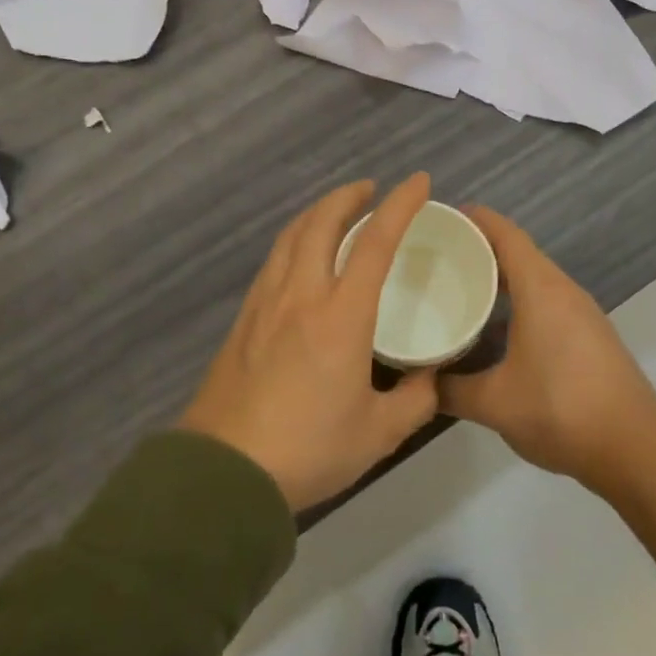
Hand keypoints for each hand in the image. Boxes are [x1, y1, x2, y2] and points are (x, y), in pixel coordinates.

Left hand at [178, 174, 439, 512]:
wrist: (223, 473)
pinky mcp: (242, 321)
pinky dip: (293, 241)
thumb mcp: (379, 433)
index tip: (417, 182)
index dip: (400, 205)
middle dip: (347, 196)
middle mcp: (301, 296)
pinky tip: (298, 257)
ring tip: (334, 212)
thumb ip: (415, 400)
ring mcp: (265, 305)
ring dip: (316, 213)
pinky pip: (272, 262)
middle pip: (321, 223)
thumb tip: (431, 377)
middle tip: (369, 190)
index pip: (375, 242)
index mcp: (341, 316)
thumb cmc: (309, 449)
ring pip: (290, 237)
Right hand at [438, 208, 655, 499]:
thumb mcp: (495, 404)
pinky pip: (547, 301)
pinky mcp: (591, 336)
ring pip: (535, 279)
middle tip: (437, 257)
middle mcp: (564, 291)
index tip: (439, 217)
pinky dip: (518, 301)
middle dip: (479, 249)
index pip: (505, 234)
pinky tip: (496, 331)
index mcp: (541, 290)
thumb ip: (451, 390)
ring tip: (461, 289)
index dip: (473, 219)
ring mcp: (582, 313)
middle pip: (519, 252)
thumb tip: (420, 384)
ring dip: (500, 278)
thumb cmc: (561, 411)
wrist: (635, 449)